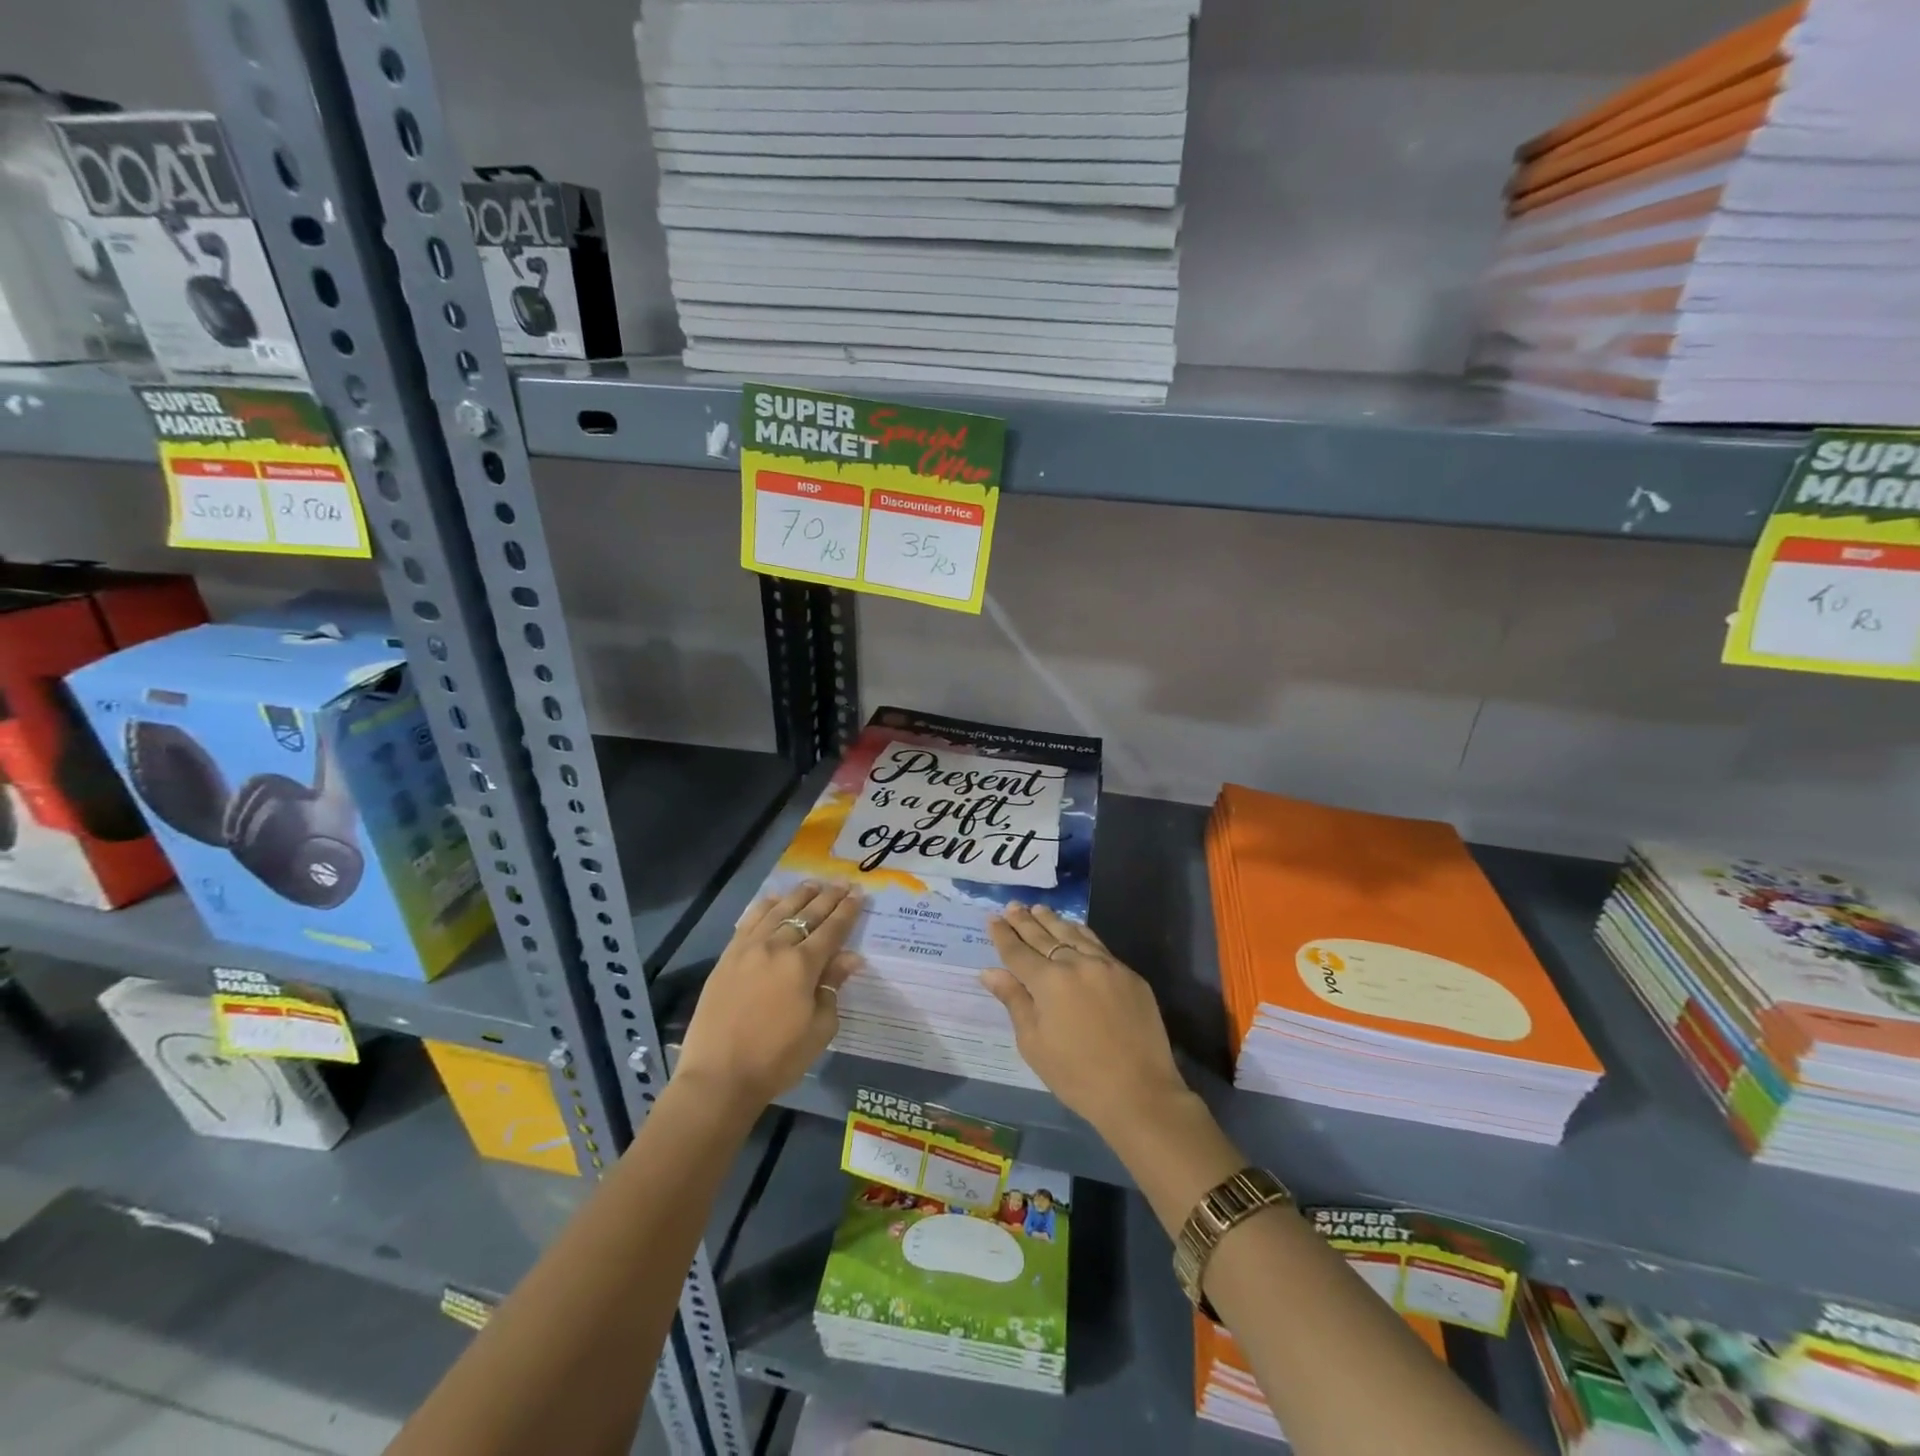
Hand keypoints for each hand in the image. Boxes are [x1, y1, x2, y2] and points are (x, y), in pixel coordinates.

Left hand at [678, 881, 863, 1108]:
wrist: (719, 1076)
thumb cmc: (777, 1058)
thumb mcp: (819, 1028)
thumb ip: (833, 987)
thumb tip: (850, 958)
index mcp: (803, 965)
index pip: (832, 929)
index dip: (848, 911)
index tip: (859, 894)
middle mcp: (776, 947)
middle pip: (807, 914)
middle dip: (828, 897)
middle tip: (843, 883)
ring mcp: (748, 949)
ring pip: (778, 911)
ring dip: (798, 895)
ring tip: (813, 884)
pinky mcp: (727, 957)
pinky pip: (749, 921)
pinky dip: (765, 906)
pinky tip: (773, 900)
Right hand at [982, 903, 1188, 1133]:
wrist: (1139, 1093)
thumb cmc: (1077, 1075)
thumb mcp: (1034, 1043)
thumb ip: (1014, 1001)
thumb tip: (989, 972)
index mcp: (1049, 981)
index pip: (1018, 951)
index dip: (1003, 935)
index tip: (992, 918)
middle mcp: (1076, 963)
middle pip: (1045, 936)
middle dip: (1025, 921)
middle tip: (1012, 906)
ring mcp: (1107, 966)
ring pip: (1073, 934)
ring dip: (1053, 921)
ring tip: (1039, 910)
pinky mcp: (1129, 974)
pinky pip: (1098, 945)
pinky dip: (1081, 934)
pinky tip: (1074, 929)